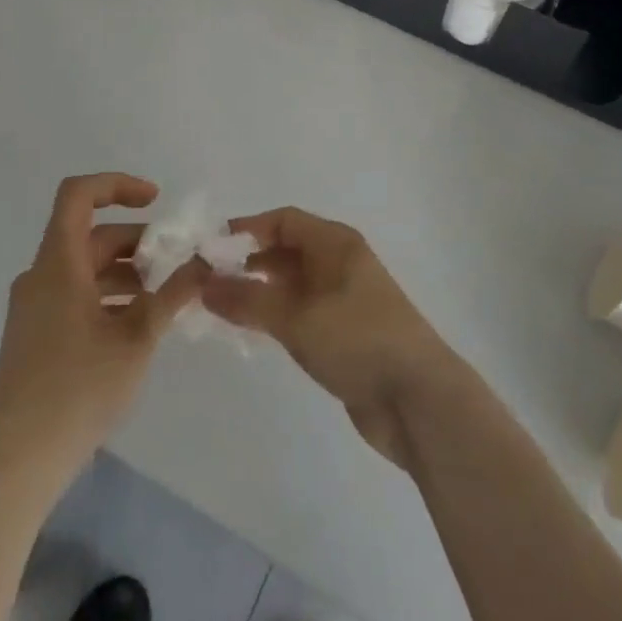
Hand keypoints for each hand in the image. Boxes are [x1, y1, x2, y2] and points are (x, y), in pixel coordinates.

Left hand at [0, 174, 204, 470]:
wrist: (19, 461)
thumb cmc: (79, 389)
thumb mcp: (138, 337)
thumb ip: (173, 293)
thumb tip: (205, 262)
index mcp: (59, 264)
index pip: (78, 195)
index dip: (117, 185)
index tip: (155, 201)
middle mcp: (40, 276)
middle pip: (90, 236)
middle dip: (136, 242)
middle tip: (174, 262)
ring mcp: (33, 307)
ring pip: (84, 268)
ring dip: (124, 272)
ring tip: (162, 296)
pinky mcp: (33, 334)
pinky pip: (73, 294)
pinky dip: (106, 295)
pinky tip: (135, 324)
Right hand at [202, 207, 458, 466]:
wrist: (418, 400)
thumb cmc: (358, 340)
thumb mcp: (297, 318)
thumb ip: (249, 299)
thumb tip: (204, 283)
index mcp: (336, 243)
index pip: (284, 221)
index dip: (247, 230)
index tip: (209, 250)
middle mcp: (340, 263)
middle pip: (286, 250)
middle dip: (248, 262)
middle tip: (207, 283)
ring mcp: (344, 299)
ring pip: (292, 284)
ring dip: (259, 292)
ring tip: (220, 309)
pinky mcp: (345, 333)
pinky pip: (301, 312)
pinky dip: (275, 316)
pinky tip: (252, 332)